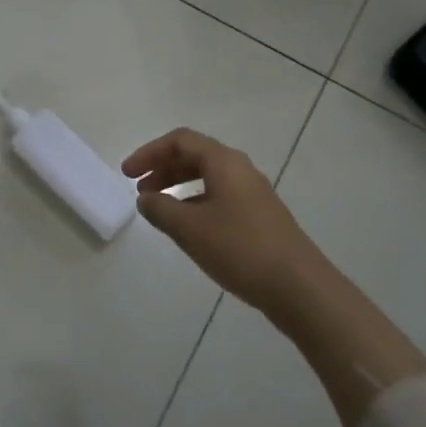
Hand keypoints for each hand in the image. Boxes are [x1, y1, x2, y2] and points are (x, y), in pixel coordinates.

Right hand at [122, 128, 340, 321]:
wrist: (298, 285)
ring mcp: (253, 193)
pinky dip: (195, 202)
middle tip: (139, 190)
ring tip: (158, 209)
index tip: (127, 174)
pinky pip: (219, 196)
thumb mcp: (190, 229)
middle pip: (195, 156)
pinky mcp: (259, 216)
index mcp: (224, 162)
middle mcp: (240, 169)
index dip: (149, 152)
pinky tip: (187, 227)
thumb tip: (145, 199)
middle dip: (163, 168)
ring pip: (208, 177)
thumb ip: (161, 210)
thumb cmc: (240, 249)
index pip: (180, 140)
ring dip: (179, 186)